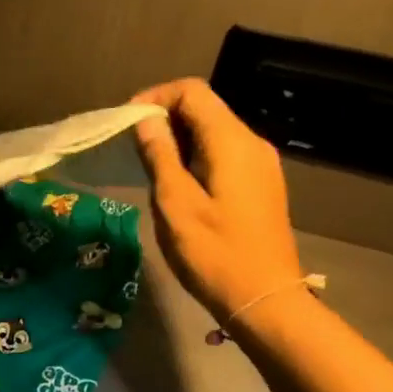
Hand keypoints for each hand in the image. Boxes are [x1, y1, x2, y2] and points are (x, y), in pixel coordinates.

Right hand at [131, 79, 303, 325]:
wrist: (264, 300)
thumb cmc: (214, 253)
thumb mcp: (175, 204)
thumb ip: (159, 155)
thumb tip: (146, 120)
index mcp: (232, 142)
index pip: (192, 91)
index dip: (156, 97)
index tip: (127, 123)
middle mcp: (252, 143)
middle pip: (205, 108)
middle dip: (165, 118)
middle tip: (132, 147)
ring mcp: (260, 164)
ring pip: (213, 132)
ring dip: (178, 139)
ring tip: (149, 167)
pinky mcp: (260, 184)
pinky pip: (223, 153)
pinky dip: (195, 156)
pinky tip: (177, 184)